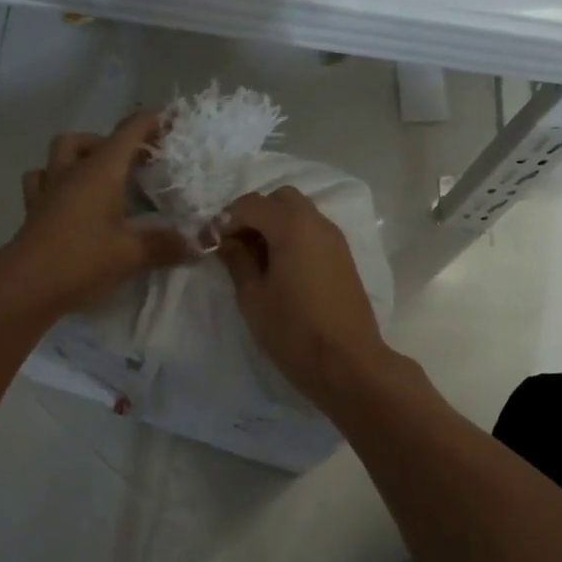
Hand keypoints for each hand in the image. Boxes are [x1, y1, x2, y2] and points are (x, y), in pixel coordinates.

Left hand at [0, 111, 196, 318]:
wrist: (23, 287)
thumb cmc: (81, 260)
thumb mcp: (132, 255)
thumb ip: (168, 246)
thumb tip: (202, 243)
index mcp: (99, 172)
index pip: (128, 133)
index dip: (151, 122)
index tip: (173, 118)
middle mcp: (71, 172)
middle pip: (87, 140)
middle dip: (113, 142)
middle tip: (136, 162)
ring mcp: (47, 191)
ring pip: (58, 156)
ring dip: (79, 156)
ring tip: (99, 176)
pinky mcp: (33, 213)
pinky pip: (42, 183)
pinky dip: (56, 183)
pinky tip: (69, 201)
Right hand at [219, 187, 397, 411]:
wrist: (348, 362)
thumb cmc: (293, 331)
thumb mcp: (253, 297)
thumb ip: (238, 261)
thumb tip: (228, 242)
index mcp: (291, 226)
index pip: (251, 204)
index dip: (227, 220)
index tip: (213, 244)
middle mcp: (316, 222)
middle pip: (280, 198)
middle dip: (255, 214)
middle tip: (238, 246)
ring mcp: (335, 238)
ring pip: (300, 212)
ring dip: (276, 224)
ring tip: (259, 258)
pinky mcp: (344, 256)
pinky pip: (314, 230)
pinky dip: (294, 235)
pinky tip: (282, 267)